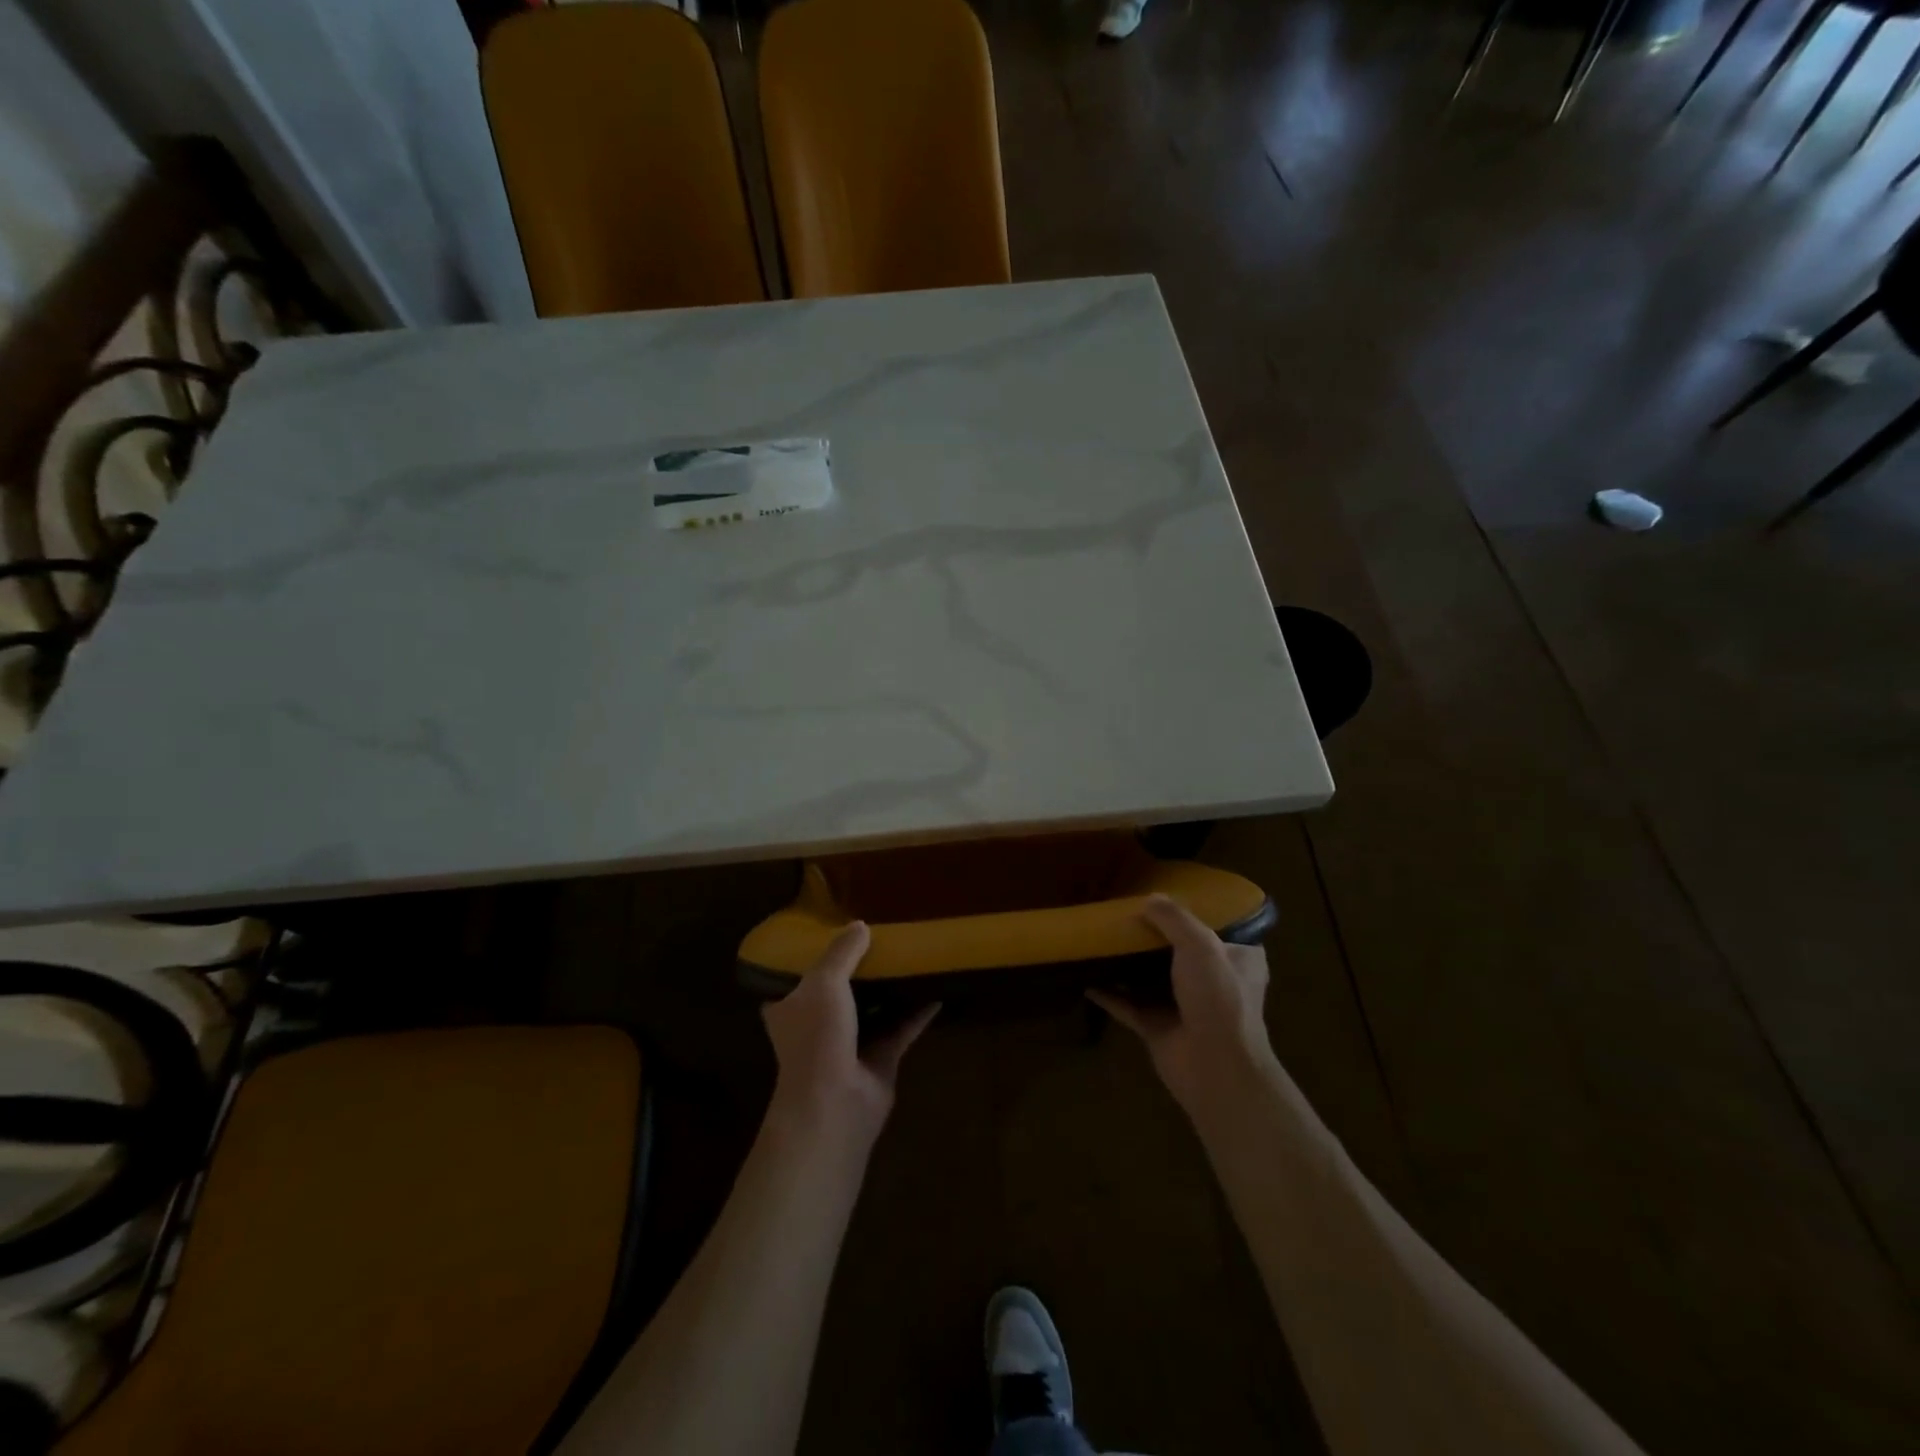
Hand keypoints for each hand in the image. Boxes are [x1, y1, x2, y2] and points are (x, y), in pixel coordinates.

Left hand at [762, 922, 938, 1143]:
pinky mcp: (880, 1060)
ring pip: (872, 1009)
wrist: (834, 1104)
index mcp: (791, 1008)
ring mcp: (850, 1044)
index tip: (835, 933)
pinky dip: (918, 1012)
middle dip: (859, 970)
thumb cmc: (817, 1037)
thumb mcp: (823, 982)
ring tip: (910, 957)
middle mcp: (817, 1025)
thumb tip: (860, 925)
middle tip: (881, 939)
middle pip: (839, 991)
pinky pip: (902, 1028)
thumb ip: (842, 952)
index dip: (813, 957)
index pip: (796, 978)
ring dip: (889, 989)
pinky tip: (937, 990)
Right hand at [1089, 895, 1279, 1117]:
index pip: (1221, 930)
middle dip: (1156, 938)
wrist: (1214, 1067)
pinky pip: (1128, 1006)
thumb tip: (1149, 899)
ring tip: (1103, 940)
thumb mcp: (1200, 944)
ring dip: (1130, 965)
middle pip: (1180, 952)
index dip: (1197, 914)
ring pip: (1152, 979)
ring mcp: (1185, 1007)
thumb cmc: (1218, 997)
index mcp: (1238, 960)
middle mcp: (1214, 982)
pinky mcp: (1159, 1029)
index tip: (1169, 898)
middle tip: (1127, 915)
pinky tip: (1086, 981)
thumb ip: (1173, 918)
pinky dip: (1109, 995)